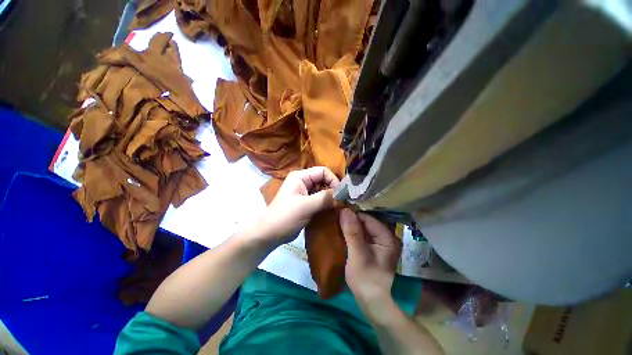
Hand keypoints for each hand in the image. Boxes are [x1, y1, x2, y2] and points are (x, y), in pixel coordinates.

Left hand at [258, 167, 339, 245]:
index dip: (333, 180)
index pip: (323, 171)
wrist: (270, 234)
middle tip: (343, 200)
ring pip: (323, 190)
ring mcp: (304, 192)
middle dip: (334, 189)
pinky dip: (327, 203)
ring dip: (331, 197)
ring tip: (340, 205)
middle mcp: (303, 181)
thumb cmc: (286, 217)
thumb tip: (344, 193)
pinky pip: (320, 199)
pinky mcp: (306, 202)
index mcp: (300, 176)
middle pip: (324, 180)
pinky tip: (333, 209)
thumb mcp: (306, 206)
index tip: (341, 194)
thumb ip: (325, 198)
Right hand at [340, 209, 401, 304]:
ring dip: (351, 226)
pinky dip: (353, 233)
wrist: (372, 302)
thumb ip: (352, 232)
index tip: (338, 213)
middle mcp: (386, 237)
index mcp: (387, 237)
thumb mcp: (357, 254)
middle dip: (351, 220)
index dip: (353, 215)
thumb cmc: (366, 279)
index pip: (368, 218)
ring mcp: (380, 243)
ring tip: (337, 222)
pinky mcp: (374, 248)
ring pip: (363, 228)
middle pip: (366, 222)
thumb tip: (345, 210)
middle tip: (336, 217)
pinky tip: (343, 231)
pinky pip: (362, 235)